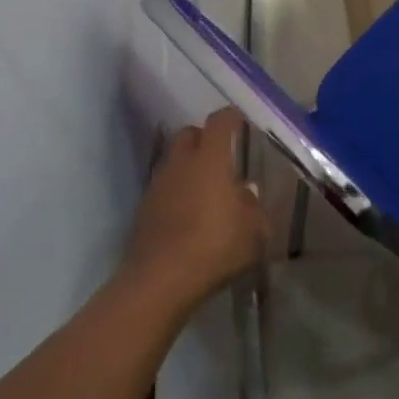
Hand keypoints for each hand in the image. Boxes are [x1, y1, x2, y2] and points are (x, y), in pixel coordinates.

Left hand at [125, 108, 268, 312]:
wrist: (160, 280)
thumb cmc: (216, 247)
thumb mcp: (254, 231)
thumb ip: (253, 207)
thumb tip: (246, 193)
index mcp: (211, 159)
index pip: (220, 121)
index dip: (231, 117)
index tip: (241, 121)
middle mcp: (181, 163)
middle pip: (189, 134)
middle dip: (205, 138)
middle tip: (222, 156)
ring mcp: (158, 184)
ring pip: (174, 161)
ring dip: (189, 167)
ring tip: (207, 189)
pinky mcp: (143, 208)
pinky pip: (164, 187)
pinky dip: (177, 191)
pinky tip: (189, 214)